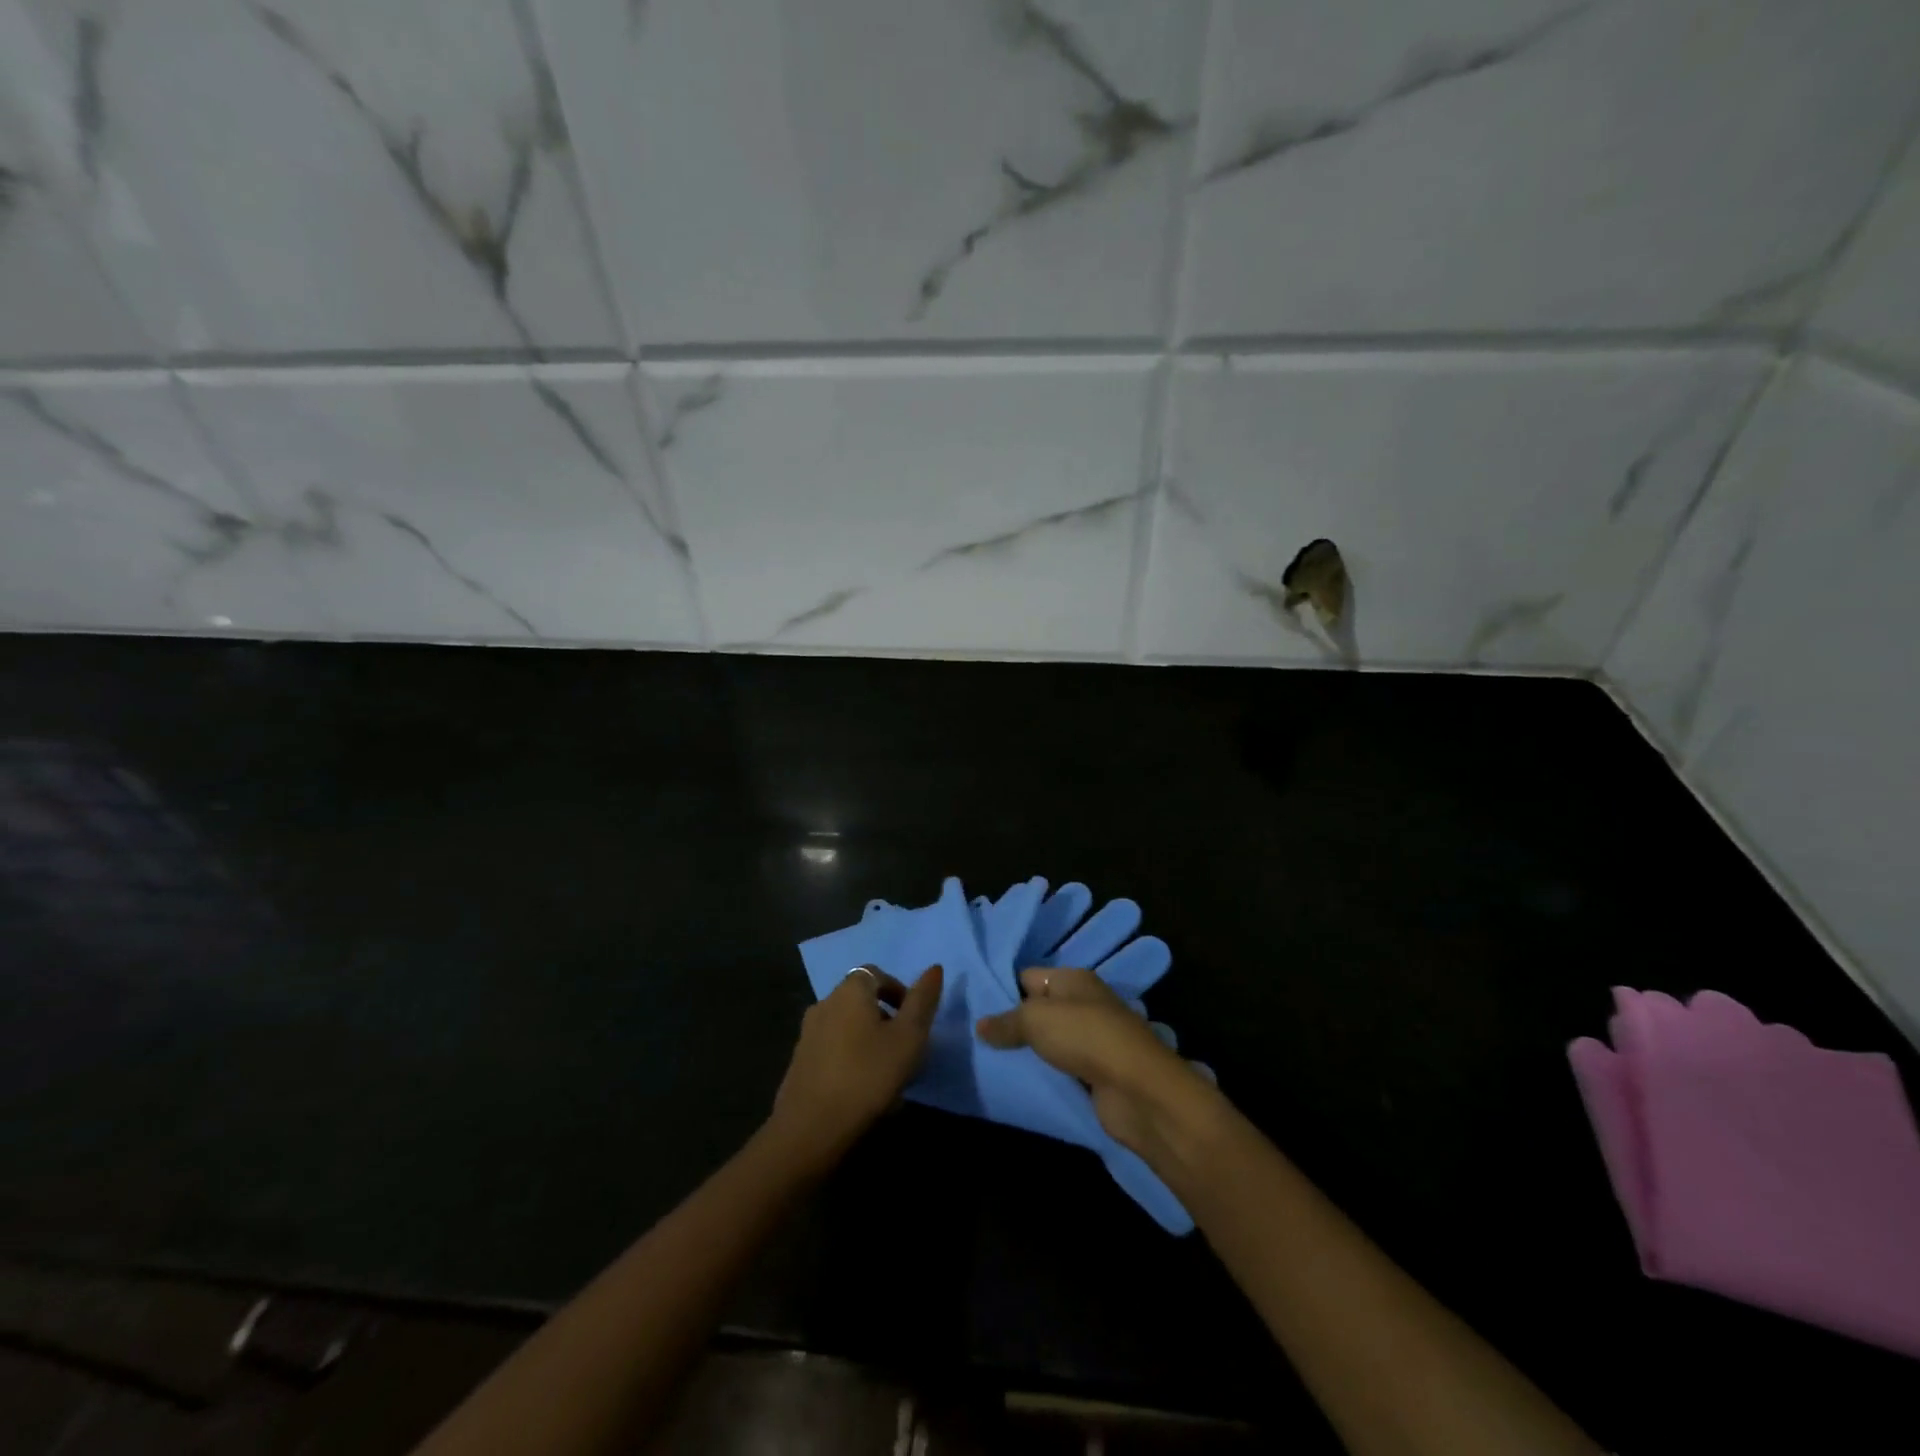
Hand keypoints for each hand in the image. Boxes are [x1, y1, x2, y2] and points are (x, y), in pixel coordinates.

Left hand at [768, 964, 942, 1168]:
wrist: (811, 1128)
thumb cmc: (868, 1074)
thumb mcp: (909, 1037)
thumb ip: (922, 1001)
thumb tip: (935, 967)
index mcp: (850, 990)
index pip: (877, 974)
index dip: (898, 991)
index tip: (914, 1019)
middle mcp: (825, 1003)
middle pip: (861, 1001)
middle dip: (885, 1019)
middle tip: (904, 1049)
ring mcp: (807, 1033)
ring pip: (847, 1027)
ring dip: (868, 1042)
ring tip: (887, 1074)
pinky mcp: (799, 1062)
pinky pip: (833, 1050)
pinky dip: (850, 1059)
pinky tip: (862, 1091)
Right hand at [974, 967, 1219, 1161]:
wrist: (1137, 1089)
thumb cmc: (1085, 1037)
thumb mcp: (1036, 1019)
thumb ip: (1006, 1021)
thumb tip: (980, 1026)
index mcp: (1072, 979)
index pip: (1027, 976)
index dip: (1001, 989)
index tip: (973, 1008)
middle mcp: (1083, 1003)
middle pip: (1039, 1008)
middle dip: (1011, 1023)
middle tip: (976, 1039)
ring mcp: (1092, 1038)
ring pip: (1049, 1040)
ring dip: (1028, 1052)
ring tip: (990, 1061)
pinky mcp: (1097, 1072)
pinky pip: (1061, 1068)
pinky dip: (1045, 1074)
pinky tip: (1021, 1081)